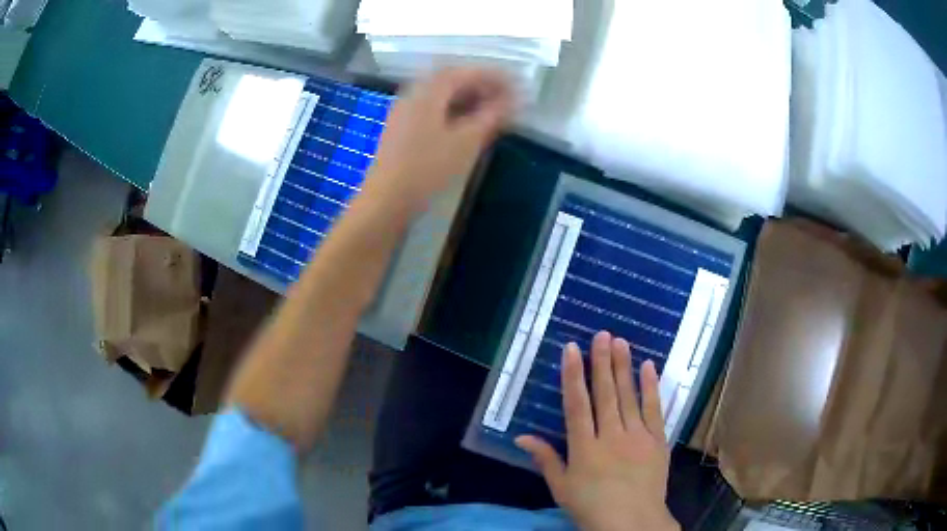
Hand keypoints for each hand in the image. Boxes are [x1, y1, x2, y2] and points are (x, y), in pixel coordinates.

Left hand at [365, 68, 514, 212]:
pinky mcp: (401, 128)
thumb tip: (513, 100)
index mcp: (429, 91)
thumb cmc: (428, 168)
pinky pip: (432, 109)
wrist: (386, 199)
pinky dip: (453, 110)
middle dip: (481, 85)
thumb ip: (491, 116)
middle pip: (451, 80)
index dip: (492, 75)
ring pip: (441, 95)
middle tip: (505, 97)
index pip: (464, 72)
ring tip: (490, 111)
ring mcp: (404, 111)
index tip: (515, 84)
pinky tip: (465, 126)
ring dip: (467, 98)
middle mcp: (414, 94)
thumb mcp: (466, 141)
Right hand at [516, 331, 678, 530]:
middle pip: (605, 393)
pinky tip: (649, 367)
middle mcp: (611, 435)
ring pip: (629, 396)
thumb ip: (545, 459)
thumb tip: (522, 436)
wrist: (633, 522)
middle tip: (601, 334)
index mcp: (585, 447)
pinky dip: (651, 387)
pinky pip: (654, 409)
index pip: (577, 404)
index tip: (571, 349)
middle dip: (601, 362)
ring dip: (624, 367)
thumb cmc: (591, 507)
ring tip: (620, 342)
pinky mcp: (657, 440)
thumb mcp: (561, 487)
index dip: (573, 375)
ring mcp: (637, 436)